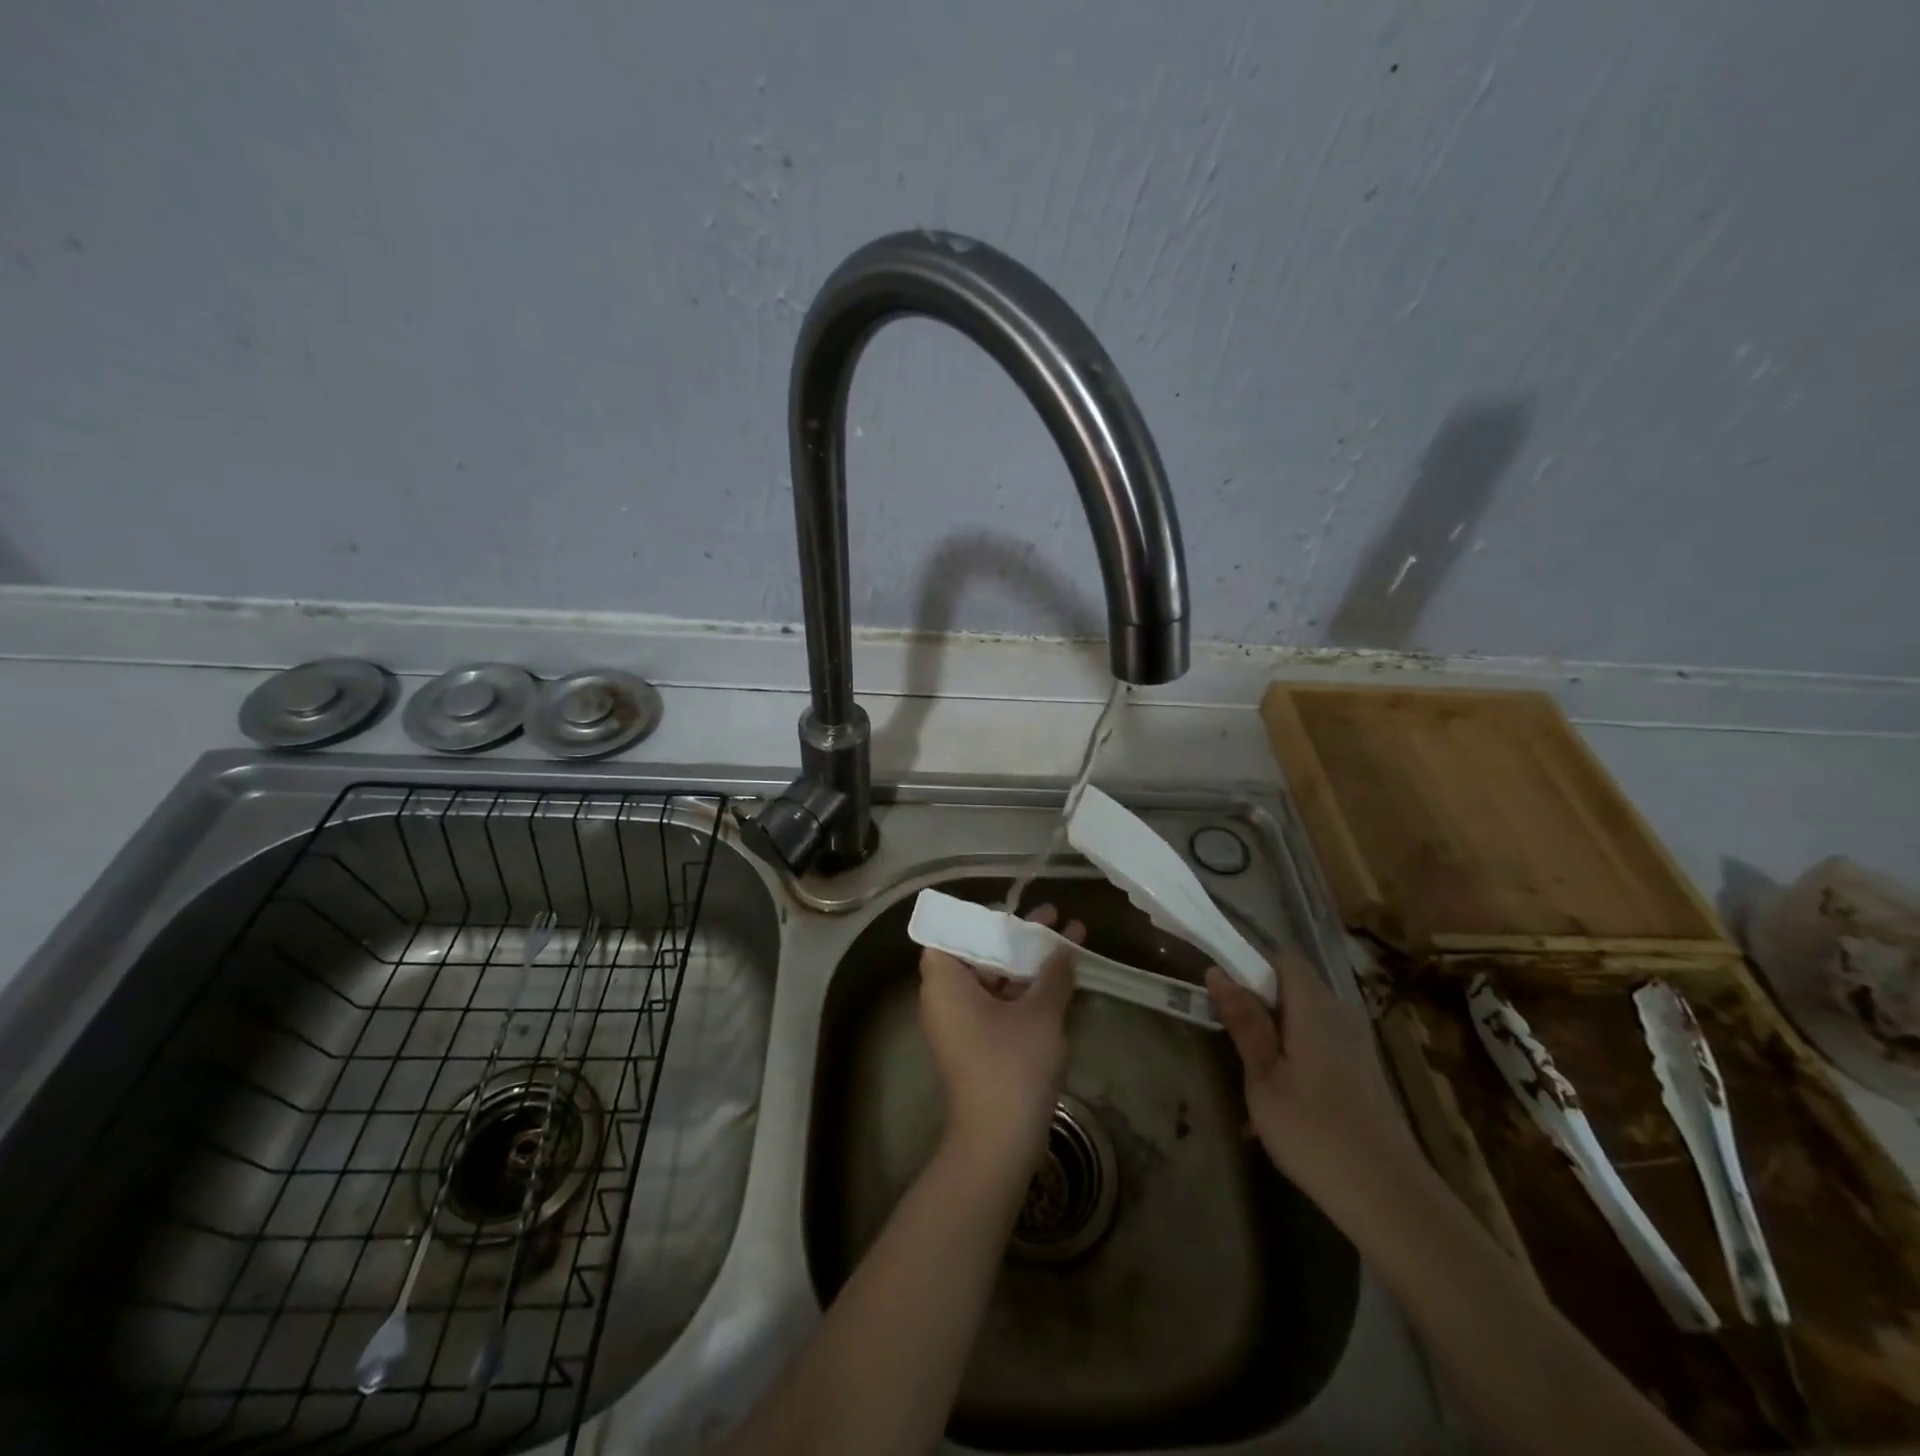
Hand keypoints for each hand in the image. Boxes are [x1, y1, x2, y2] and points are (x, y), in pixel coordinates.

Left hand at [919, 903, 1085, 1170]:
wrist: (998, 1142)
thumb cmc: (1011, 1064)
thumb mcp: (1039, 1013)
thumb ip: (1052, 974)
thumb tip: (1064, 949)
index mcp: (944, 981)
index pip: (951, 933)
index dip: (981, 919)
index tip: (1013, 912)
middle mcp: (944, 999)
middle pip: (978, 953)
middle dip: (1017, 936)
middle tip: (1053, 916)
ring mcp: (959, 1025)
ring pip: (992, 980)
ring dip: (1026, 962)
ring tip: (1067, 938)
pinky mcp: (976, 1047)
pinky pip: (997, 1005)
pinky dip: (1023, 991)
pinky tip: (1059, 980)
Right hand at [1207, 952, 1423, 1222]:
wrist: (1389, 1197)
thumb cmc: (1313, 1131)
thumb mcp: (1263, 1077)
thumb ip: (1244, 1022)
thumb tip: (1218, 972)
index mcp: (1314, 1006)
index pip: (1283, 958)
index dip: (1251, 965)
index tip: (1224, 994)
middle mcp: (1340, 1012)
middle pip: (1293, 986)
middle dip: (1259, 1003)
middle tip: (1231, 1040)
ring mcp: (1356, 1042)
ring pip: (1305, 1017)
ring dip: (1275, 1034)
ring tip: (1252, 1077)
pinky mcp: (1363, 1069)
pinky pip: (1321, 1042)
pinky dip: (1296, 1055)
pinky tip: (1282, 1100)